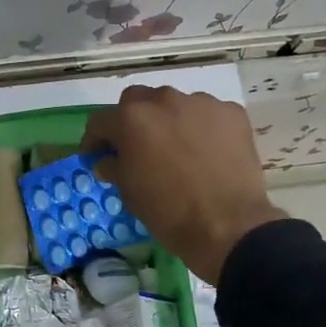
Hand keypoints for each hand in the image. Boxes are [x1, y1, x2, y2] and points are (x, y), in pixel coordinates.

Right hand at [85, 86, 285, 283]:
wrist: (227, 225)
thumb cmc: (168, 212)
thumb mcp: (129, 193)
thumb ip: (114, 167)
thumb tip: (107, 160)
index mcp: (132, 119)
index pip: (101, 121)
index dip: (94, 140)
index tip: (95, 156)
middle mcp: (164, 100)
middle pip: (138, 101)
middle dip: (131, 121)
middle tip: (136, 147)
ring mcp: (201, 103)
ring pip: (175, 104)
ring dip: (169, 122)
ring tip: (176, 149)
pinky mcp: (231, 113)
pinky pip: (207, 114)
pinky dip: (201, 128)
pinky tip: (206, 152)